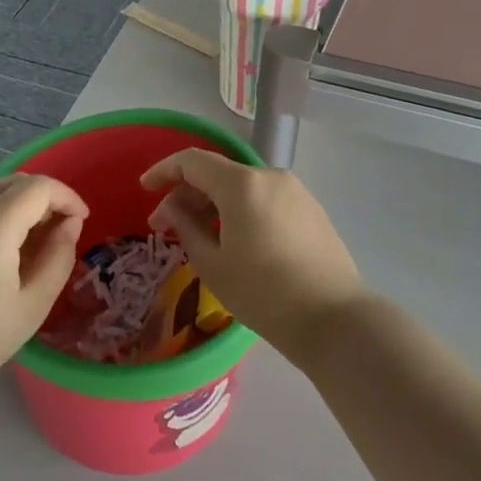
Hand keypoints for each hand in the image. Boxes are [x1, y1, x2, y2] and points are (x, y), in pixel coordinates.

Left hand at [0, 176, 87, 409]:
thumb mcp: (33, 303)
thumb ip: (59, 255)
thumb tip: (68, 224)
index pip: (38, 187)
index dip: (66, 196)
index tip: (80, 219)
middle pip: (8, 184)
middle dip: (38, 199)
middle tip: (54, 231)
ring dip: (8, 211)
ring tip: (18, 250)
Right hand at [141, 152, 365, 354]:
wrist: (334, 319)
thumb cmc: (264, 294)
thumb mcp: (212, 263)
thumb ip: (186, 226)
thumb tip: (173, 207)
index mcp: (242, 184)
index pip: (192, 161)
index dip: (164, 170)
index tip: (145, 188)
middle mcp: (269, 176)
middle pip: (218, 173)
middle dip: (187, 195)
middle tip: (165, 226)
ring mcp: (295, 191)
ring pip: (242, 187)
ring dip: (214, 204)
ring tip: (199, 236)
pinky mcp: (310, 209)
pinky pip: (264, 199)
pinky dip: (241, 210)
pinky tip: (233, 239)